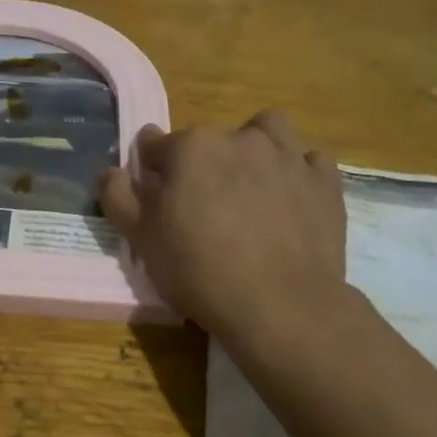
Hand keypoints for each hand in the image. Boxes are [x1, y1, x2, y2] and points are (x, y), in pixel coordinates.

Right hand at [100, 111, 354, 343]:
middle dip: (202, 163)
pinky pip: (309, 160)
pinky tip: (290, 196)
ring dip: (254, 147)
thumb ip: (119, 197)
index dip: (151, 170)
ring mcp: (288, 156)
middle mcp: (240, 138)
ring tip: (250, 183)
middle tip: (202, 206)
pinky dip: (298, 171)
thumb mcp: (141, 239)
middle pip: (211, 139)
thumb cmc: (199, 270)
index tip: (154, 196)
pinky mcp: (325, 181)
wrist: (280, 305)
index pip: (156, 146)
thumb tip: (112, 170)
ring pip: (267, 131)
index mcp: (191, 147)